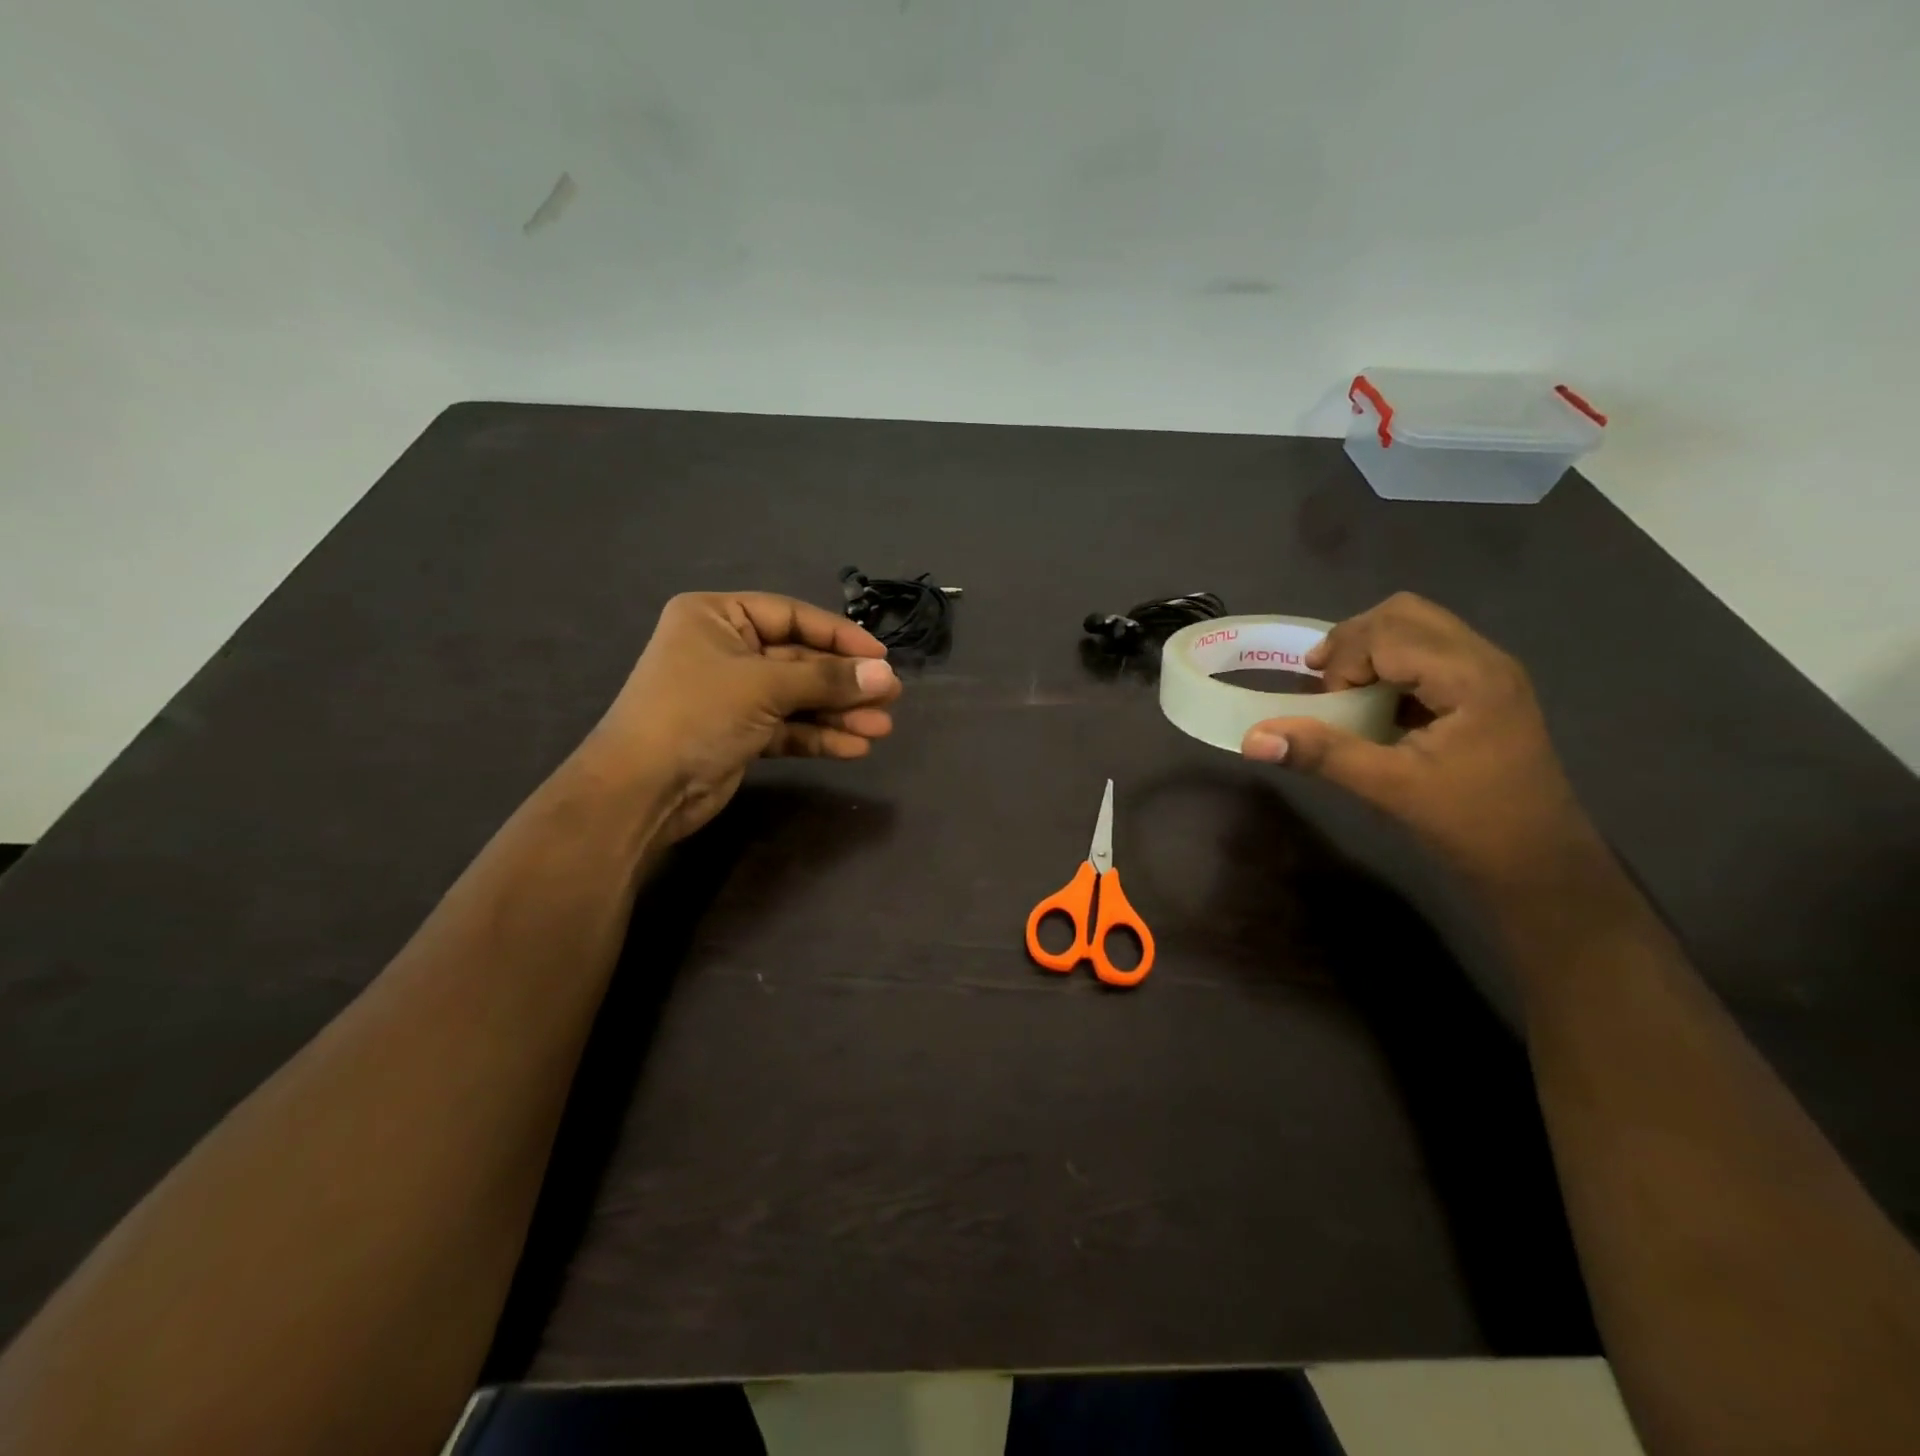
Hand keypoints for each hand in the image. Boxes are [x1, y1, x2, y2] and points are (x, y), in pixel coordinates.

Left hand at [579, 591, 900, 841]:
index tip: (881, 657)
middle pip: (799, 660)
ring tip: (881, 728)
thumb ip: (827, 680)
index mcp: (717, 617)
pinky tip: (854, 747)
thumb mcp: (765, 687)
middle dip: (843, 682)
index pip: (791, 616)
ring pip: (798, 697)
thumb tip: (886, 676)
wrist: (641, 791)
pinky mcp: (740, 734)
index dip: (839, 636)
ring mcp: (733, 695)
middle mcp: (725, 650)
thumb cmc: (696, 714)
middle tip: (890, 697)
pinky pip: (788, 727)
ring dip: (838, 713)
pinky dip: (818, 736)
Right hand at [1241, 593, 1602, 888]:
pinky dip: (1390, 666)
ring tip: (1344, 693)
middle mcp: (1484, 659)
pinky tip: (1375, 706)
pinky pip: (1428, 652)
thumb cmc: (1470, 823)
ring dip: (1370, 652)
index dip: (1344, 661)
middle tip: (1324, 685)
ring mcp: (1489, 672)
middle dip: (1352, 643)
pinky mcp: (1484, 690)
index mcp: (1469, 676)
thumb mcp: (1389, 788)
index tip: (1325, 706)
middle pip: (1403, 614)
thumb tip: (1253, 740)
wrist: (1541, 864)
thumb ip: (1321, 754)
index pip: (1387, 631)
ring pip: (1417, 627)